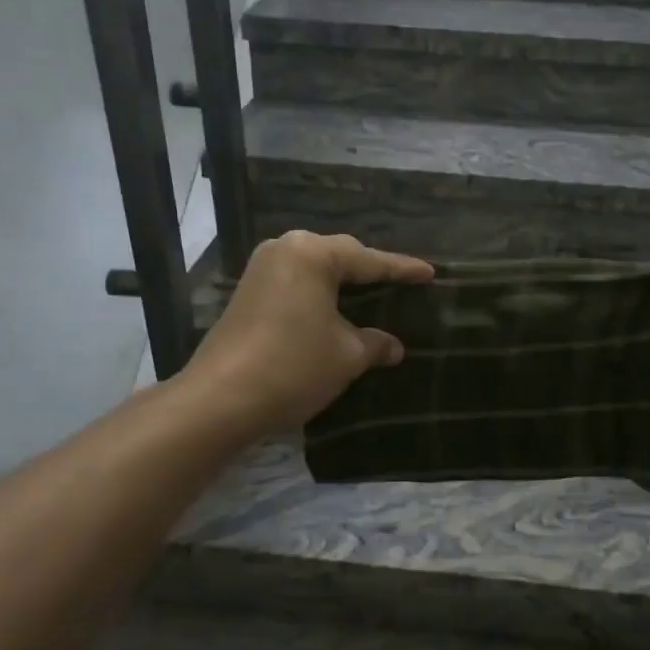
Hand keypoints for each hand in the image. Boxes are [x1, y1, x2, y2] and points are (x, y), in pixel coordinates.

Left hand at [186, 230, 433, 437]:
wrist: (220, 400)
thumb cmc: (293, 367)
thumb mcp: (346, 356)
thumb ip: (374, 344)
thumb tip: (394, 346)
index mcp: (312, 254)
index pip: (369, 260)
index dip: (402, 269)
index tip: (429, 273)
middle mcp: (284, 250)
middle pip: (338, 256)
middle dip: (369, 270)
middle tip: (401, 282)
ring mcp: (261, 270)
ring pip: (314, 269)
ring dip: (342, 282)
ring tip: (372, 293)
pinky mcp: (247, 293)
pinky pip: (296, 283)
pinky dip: (319, 293)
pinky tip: (335, 309)